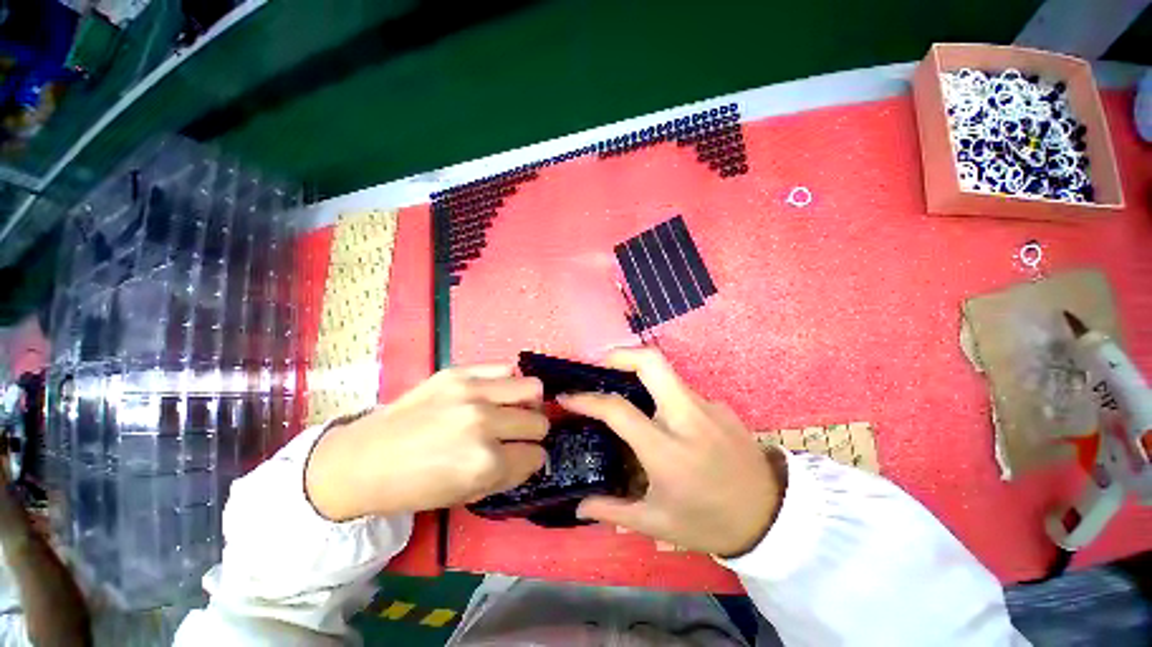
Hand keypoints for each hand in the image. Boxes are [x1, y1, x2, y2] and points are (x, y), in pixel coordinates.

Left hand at [305, 365, 547, 520]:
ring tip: (512, 408)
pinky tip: (496, 392)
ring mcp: (471, 392)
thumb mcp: (466, 495)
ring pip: (532, 388)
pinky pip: (507, 368)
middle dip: (533, 432)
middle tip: (517, 434)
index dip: (531, 459)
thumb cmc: (414, 486)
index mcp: (484, 463)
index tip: (522, 457)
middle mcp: (484, 423)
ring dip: (527, 403)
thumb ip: (507, 474)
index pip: (536, 456)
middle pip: (538, 421)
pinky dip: (508, 382)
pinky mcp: (459, 372)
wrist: (363, 459)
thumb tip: (532, 455)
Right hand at [561, 348, 784, 556]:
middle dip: (620, 354)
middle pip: (652, 362)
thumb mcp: (658, 524)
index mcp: (666, 450)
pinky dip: (661, 392)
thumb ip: (614, 511)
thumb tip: (579, 507)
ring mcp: (707, 406)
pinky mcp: (719, 405)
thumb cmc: (710, 522)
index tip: (568, 396)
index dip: (587, 399)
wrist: (773, 517)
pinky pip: (681, 390)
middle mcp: (687, 417)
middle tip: (598, 362)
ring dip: (638, 372)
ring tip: (620, 386)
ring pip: (666, 373)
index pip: (618, 409)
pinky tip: (659, 414)